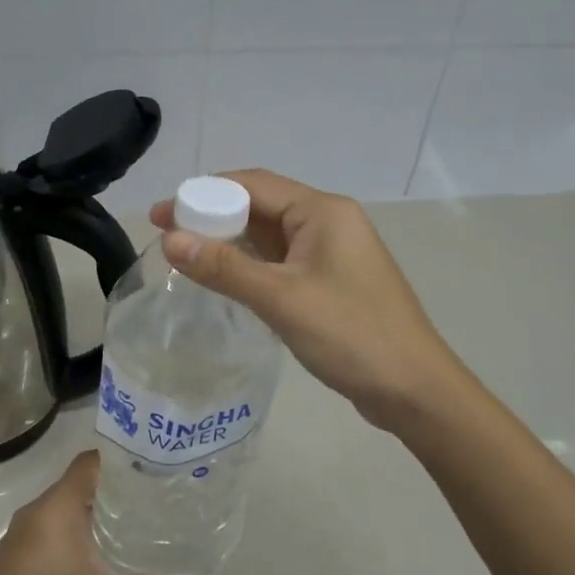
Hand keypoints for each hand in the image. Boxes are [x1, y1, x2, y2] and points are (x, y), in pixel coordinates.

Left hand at [0, 452, 194, 574]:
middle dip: (114, 486)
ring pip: (64, 503)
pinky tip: (97, 547)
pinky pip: (51, 522)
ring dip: (94, 507)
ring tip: (133, 518)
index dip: (120, 460)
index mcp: (57, 507)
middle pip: (79, 481)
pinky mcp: (15, 550)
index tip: (152, 467)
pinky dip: (75, 524)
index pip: (90, 462)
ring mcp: (21, 530)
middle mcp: (37, 509)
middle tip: (153, 495)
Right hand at [151, 169, 461, 432]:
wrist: (413, 389)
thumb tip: (169, 240)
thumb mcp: (282, 299)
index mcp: (323, 212)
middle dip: (212, 218)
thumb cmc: (351, 336)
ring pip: (270, 237)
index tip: (160, 214)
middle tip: (167, 239)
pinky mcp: (331, 282)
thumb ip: (225, 267)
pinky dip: (251, 266)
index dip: (203, 194)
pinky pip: (282, 262)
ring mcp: (332, 254)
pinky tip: (224, 281)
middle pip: (260, 206)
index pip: (253, 184)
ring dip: (230, 243)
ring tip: (185, 258)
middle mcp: (329, 223)